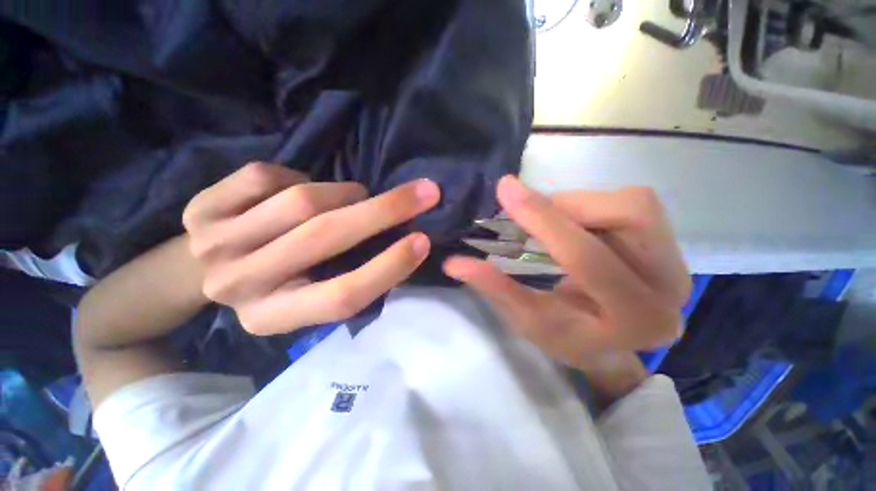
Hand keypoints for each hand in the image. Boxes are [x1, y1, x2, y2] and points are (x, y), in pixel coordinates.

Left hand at [183, 162, 440, 334]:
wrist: (198, 272)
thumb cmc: (278, 283)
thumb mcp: (313, 294)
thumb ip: (351, 275)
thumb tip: (399, 240)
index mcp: (276, 317)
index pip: (344, 296)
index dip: (389, 267)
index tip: (424, 241)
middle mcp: (241, 286)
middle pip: (325, 237)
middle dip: (385, 210)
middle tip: (425, 192)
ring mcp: (214, 245)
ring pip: (300, 200)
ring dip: (344, 192)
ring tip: (354, 195)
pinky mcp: (199, 209)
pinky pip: (264, 175)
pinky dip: (296, 176)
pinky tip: (296, 189)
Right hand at [444, 176, 689, 370]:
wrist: (610, 345)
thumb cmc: (568, 339)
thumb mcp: (527, 319)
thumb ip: (495, 288)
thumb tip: (455, 262)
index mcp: (635, 317)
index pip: (586, 256)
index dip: (542, 218)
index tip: (506, 188)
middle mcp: (671, 284)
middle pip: (627, 213)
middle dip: (566, 206)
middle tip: (528, 212)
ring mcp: (677, 259)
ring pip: (631, 202)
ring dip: (578, 204)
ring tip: (549, 222)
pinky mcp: (669, 242)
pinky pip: (631, 203)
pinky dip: (591, 205)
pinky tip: (571, 224)